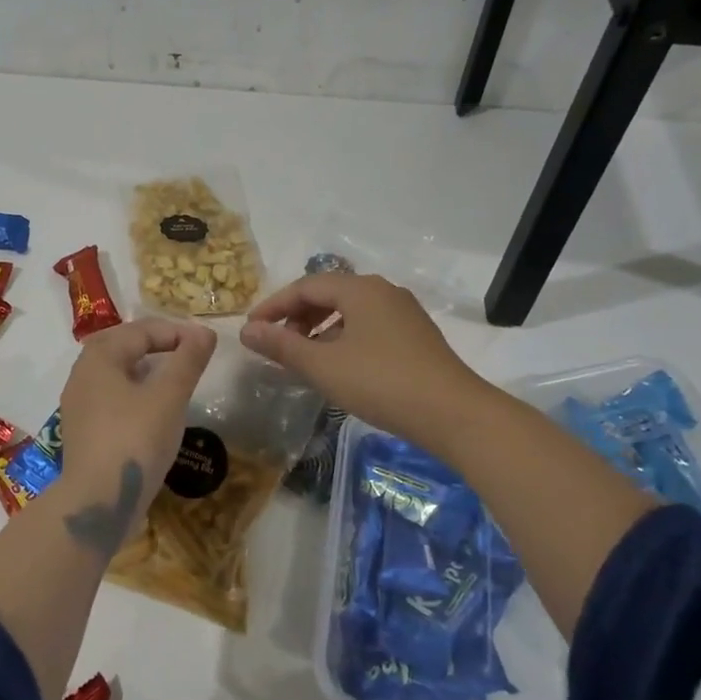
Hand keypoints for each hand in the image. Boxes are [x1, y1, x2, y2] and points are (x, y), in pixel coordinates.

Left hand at [59, 317, 217, 523]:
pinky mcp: (84, 430)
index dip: (176, 332)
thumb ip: (188, 360)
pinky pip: (112, 396)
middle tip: (188, 353)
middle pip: (123, 345)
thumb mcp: (169, 397)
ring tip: (175, 378)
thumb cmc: (135, 440)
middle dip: (157, 344)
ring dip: (146, 368)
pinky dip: (136, 392)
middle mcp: (82, 374)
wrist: (97, 503)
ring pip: (116, 372)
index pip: (141, 330)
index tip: (206, 345)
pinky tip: (154, 409)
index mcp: (99, 357)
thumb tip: (205, 332)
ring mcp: (79, 404)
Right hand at [240, 272, 489, 449]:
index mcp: (360, 289)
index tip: (252, 329)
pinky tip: (339, 365)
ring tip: (304, 356)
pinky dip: (343, 338)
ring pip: (350, 311)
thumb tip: (247, 331)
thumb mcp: (323, 366)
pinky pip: (368, 325)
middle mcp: (383, 291)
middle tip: (277, 343)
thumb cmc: (381, 383)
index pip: (306, 286)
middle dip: (297, 316)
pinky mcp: (416, 335)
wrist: (453, 413)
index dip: (274, 305)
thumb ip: (282, 346)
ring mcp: (404, 313)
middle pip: (329, 294)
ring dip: (320, 328)